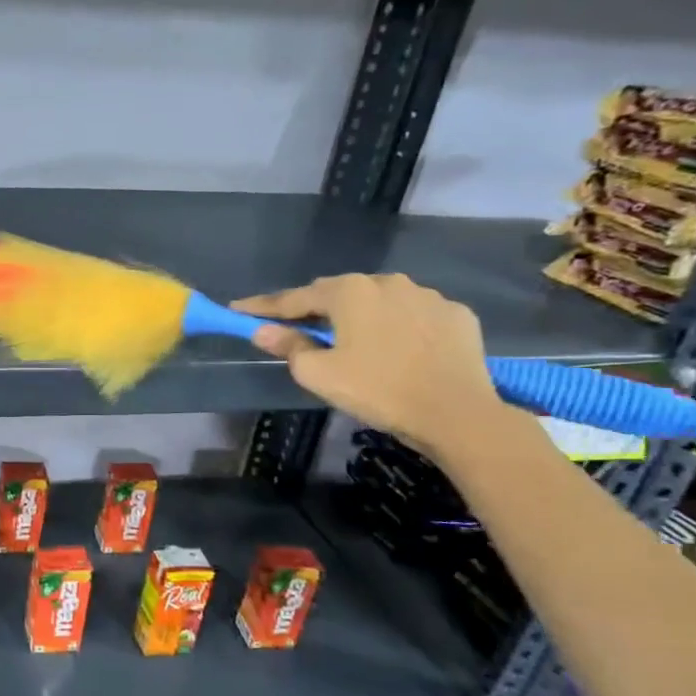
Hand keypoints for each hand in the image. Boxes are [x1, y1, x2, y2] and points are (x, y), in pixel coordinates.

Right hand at [232, 273, 508, 457]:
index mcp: (349, 292)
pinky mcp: (456, 315)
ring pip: (379, 300)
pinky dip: (397, 325)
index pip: (294, 298)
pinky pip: (413, 314)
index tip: (238, 310)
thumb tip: (263, 331)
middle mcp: (387, 282)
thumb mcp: (319, 374)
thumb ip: (289, 346)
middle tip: (295, 326)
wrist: (458, 414)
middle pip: (338, 293)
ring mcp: (427, 296)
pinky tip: (396, 346)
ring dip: (359, 314)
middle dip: (314, 308)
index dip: (263, 307)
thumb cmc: (378, 390)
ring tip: (350, 338)